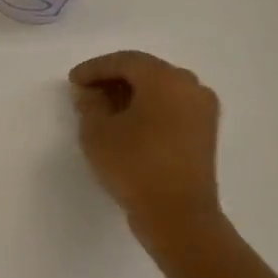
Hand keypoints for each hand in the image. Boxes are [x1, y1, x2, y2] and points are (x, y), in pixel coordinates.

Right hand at [70, 51, 223, 239]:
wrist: (178, 216)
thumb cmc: (134, 166)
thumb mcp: (97, 132)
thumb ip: (89, 104)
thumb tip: (91, 93)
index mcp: (165, 79)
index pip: (125, 61)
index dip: (95, 68)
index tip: (73, 81)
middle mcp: (190, 86)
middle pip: (146, 71)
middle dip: (114, 79)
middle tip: (87, 92)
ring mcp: (203, 109)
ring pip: (160, 89)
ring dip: (132, 93)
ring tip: (104, 109)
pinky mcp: (205, 132)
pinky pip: (172, 106)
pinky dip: (149, 108)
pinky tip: (128, 123)